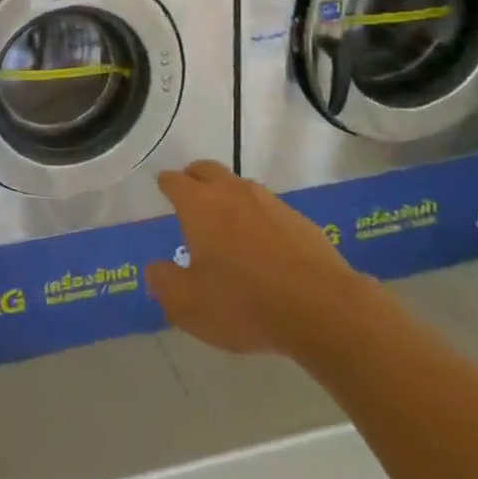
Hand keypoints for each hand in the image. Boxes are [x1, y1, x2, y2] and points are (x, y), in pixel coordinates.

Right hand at [145, 161, 364, 357]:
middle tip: (189, 194)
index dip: (166, 184)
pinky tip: (261, 244)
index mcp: (199, 204)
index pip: (175, 181)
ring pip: (238, 185)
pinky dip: (256, 217)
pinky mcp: (298, 219)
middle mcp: (232, 192)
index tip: (163, 188)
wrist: (322, 309)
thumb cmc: (244, 303)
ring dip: (226, 195)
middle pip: (206, 170)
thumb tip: (155, 269)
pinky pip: (267, 207)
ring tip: (224, 222)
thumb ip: (165, 283)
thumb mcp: (189, 305)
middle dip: (194, 177)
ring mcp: (269, 202)